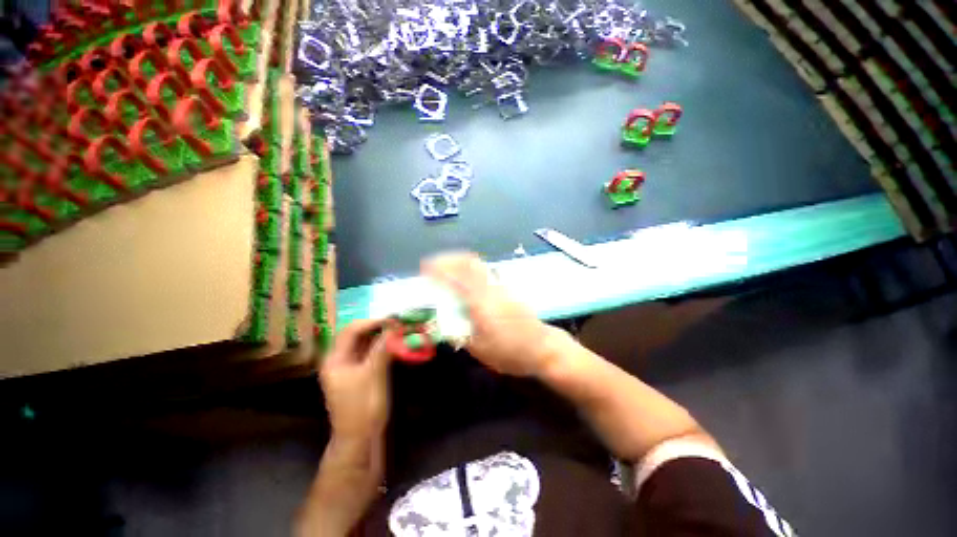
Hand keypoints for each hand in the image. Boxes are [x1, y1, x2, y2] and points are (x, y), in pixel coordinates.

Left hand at [319, 319, 393, 440]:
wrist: (360, 439)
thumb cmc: (364, 407)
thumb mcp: (374, 374)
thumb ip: (382, 348)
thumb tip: (395, 327)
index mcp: (335, 359)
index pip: (352, 330)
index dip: (373, 322)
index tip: (394, 319)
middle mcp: (339, 359)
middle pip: (357, 334)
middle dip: (378, 326)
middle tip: (399, 322)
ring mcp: (349, 366)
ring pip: (365, 343)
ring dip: (382, 335)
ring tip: (400, 329)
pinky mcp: (359, 372)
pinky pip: (370, 352)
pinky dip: (383, 345)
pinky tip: (395, 342)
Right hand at [423, 252, 565, 376]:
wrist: (542, 347)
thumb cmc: (510, 352)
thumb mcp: (479, 349)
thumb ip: (459, 332)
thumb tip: (444, 321)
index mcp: (481, 303)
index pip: (457, 278)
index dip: (439, 270)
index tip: (425, 268)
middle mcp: (491, 288)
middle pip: (469, 262)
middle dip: (449, 258)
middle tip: (434, 264)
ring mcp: (501, 286)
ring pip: (478, 264)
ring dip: (460, 261)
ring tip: (447, 267)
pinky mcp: (507, 288)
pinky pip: (485, 271)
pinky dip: (471, 268)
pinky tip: (466, 278)